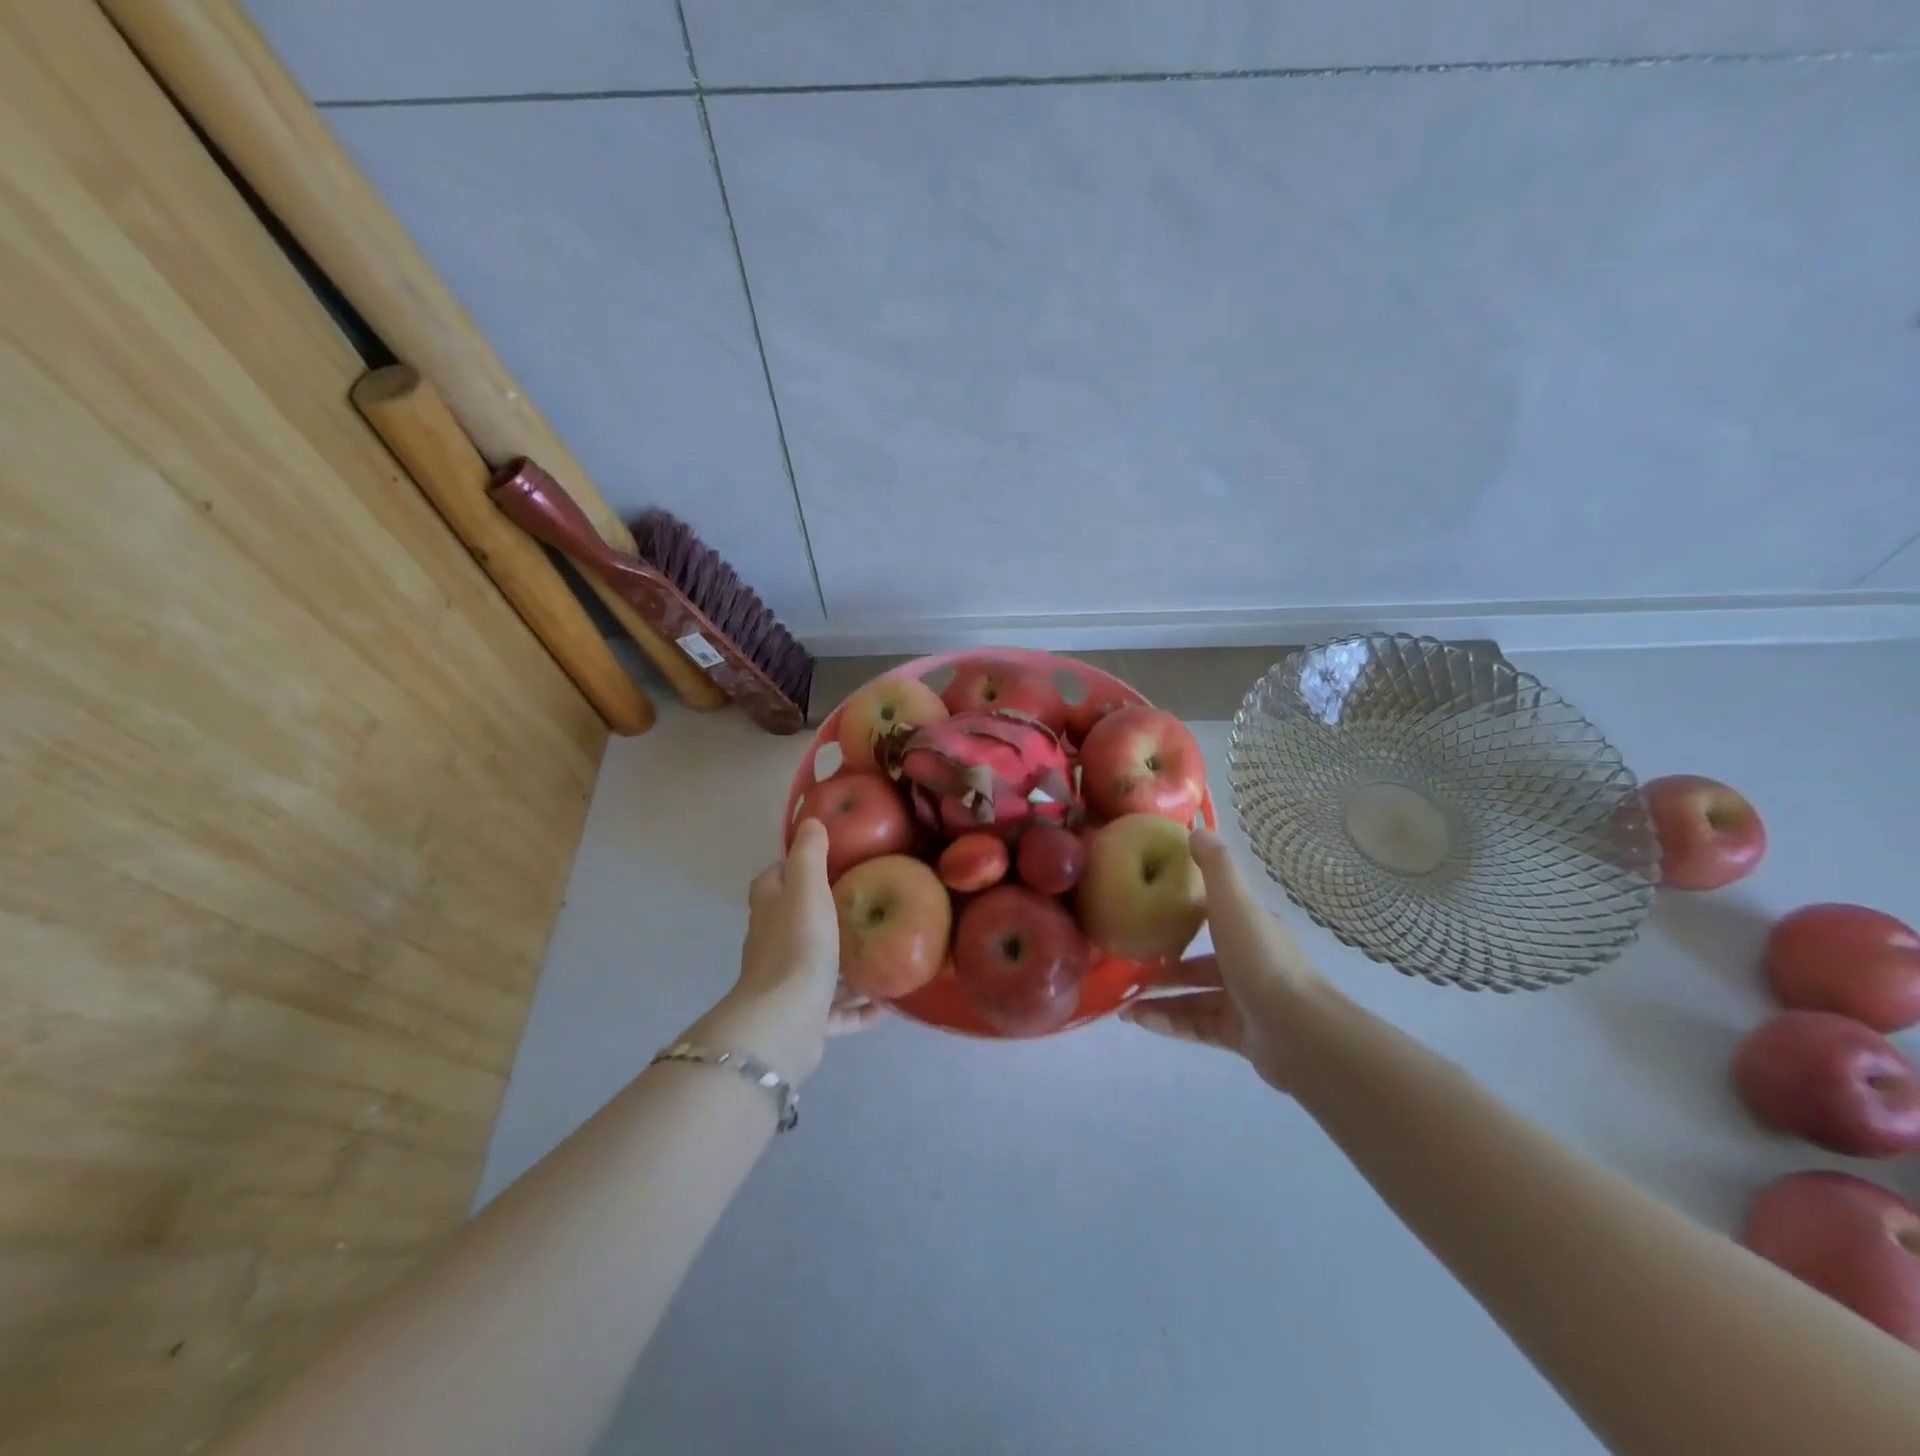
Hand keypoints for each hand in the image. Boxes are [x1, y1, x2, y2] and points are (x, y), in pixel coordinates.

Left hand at [687, 820, 879, 1083]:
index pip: (773, 880)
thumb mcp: (807, 889)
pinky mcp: (804, 1018)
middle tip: (865, 905)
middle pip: (796, 922)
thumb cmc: (798, 945)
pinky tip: (883, 1005)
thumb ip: (809, 855)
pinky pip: (835, 1010)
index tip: (828, 862)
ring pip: (818, 968)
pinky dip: (856, 1008)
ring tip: (881, 954)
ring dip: (845, 965)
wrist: (785, 1022)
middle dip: (824, 915)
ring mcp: (788, 984)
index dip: (792, 868)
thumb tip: (811, 822)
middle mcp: (773, 944)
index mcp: (770, 910)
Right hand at [1121, 829, 1324, 1090]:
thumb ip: (1214, 867)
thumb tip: (1196, 828)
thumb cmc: (1260, 959)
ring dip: (1159, 997)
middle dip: (1164, 965)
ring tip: (1122, 1001)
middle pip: (1199, 962)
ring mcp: (1245, 1002)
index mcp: (1250, 929)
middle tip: (1127, 965)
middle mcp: (1249, 963)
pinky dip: (1168, 1023)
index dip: (1181, 915)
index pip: (1213, 916)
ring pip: (1194, 997)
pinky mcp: (1240, 1035)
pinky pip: (1196, 1026)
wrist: (1298, 1031)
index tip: (1146, 914)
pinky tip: (1139, 1021)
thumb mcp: (1233, 903)